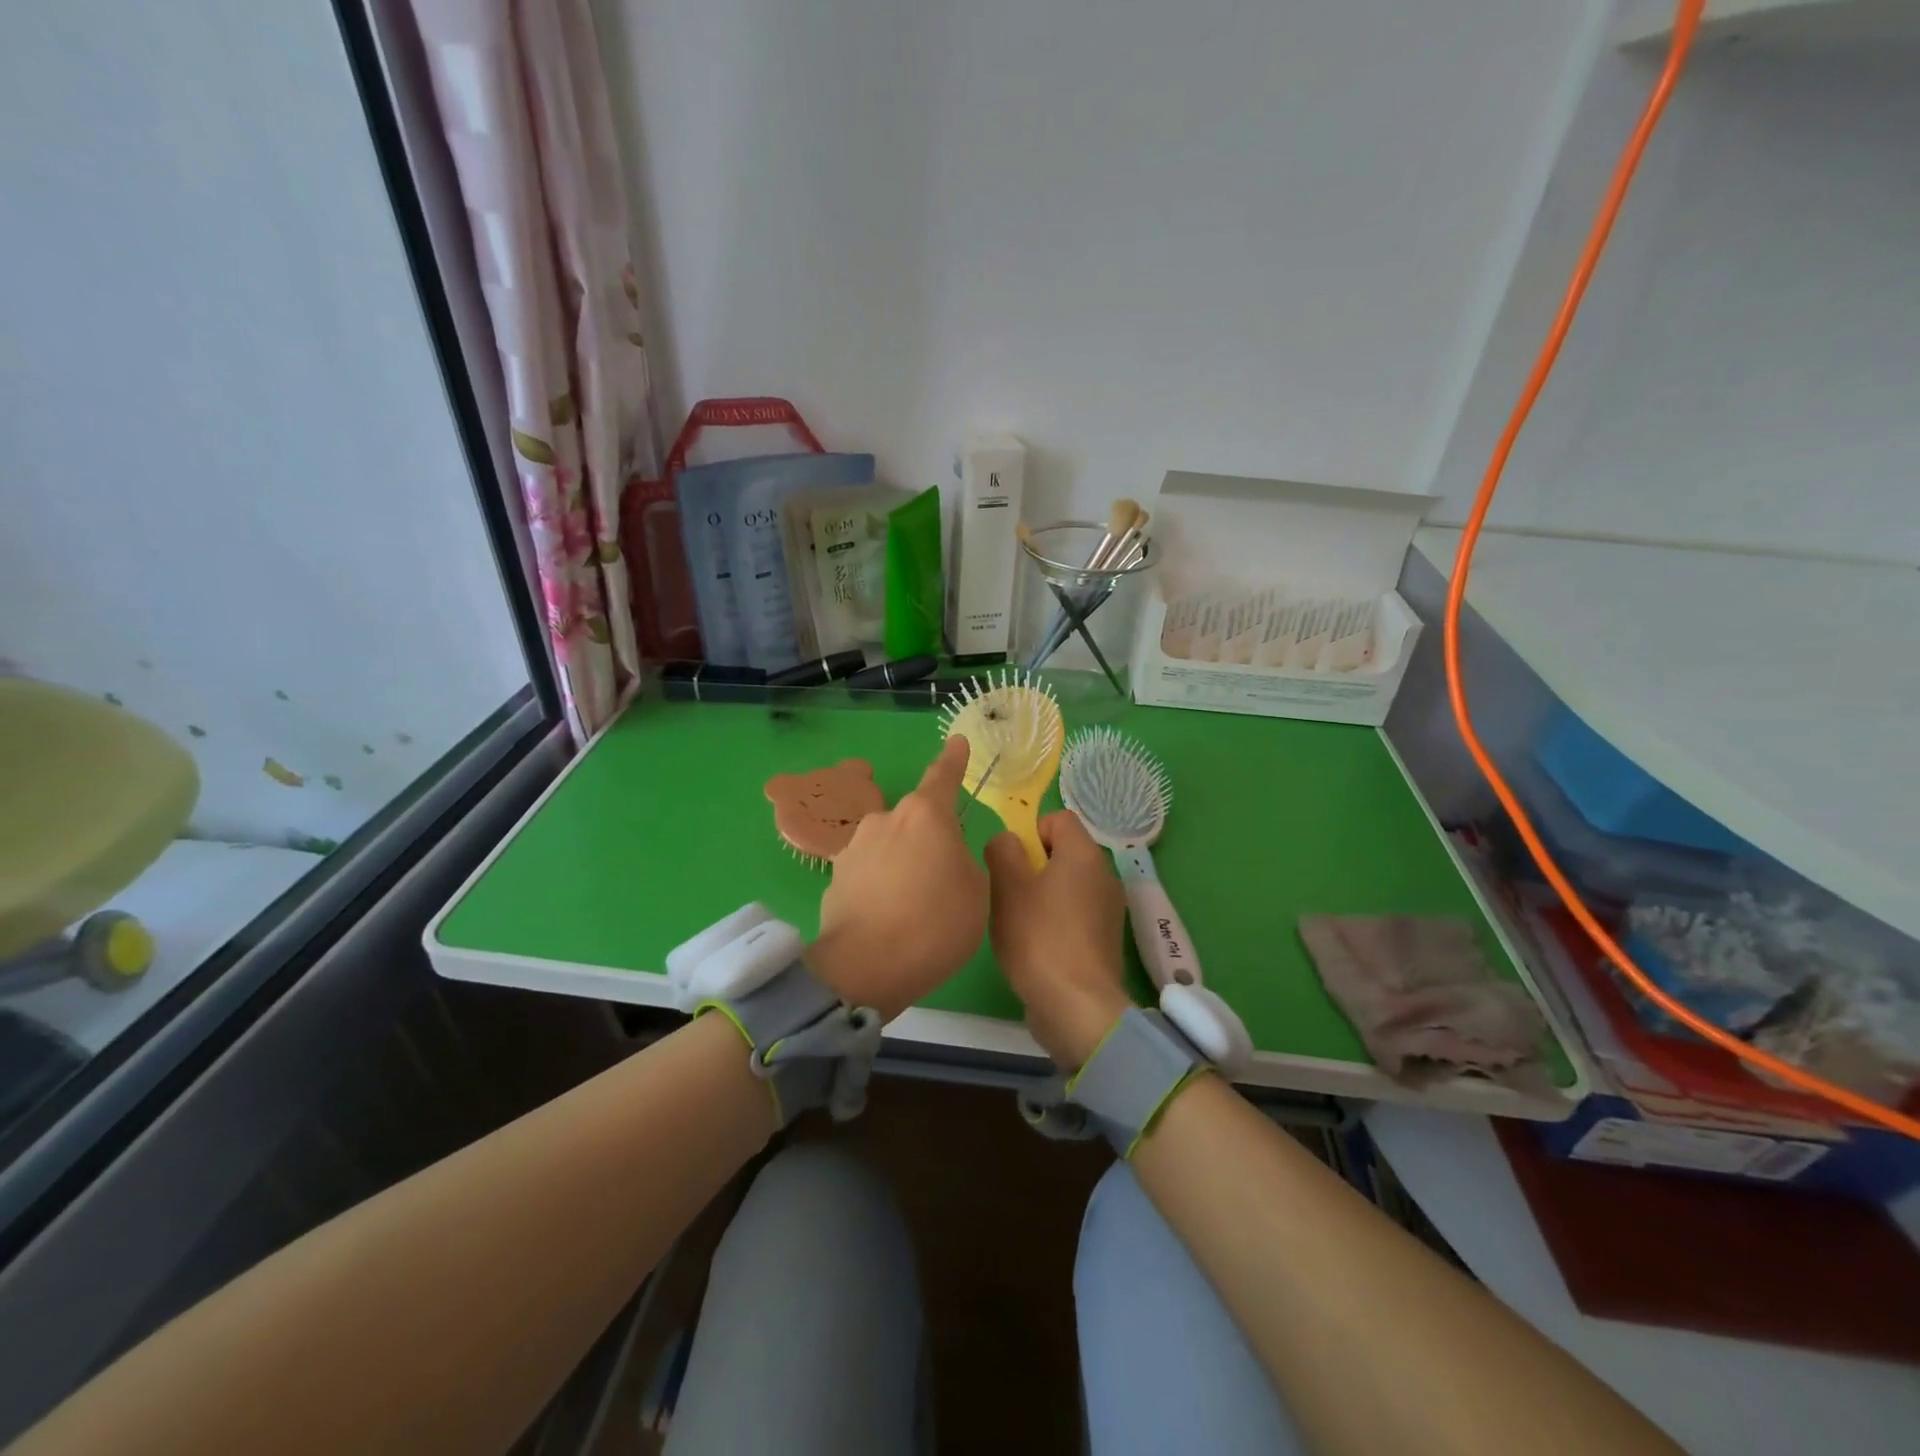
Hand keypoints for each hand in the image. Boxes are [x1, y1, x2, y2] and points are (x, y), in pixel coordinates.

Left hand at [807, 737, 987, 1020]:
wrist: (865, 967)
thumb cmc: (935, 924)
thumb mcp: (977, 894)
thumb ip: (967, 863)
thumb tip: (950, 856)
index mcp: (926, 815)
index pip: (943, 776)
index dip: (953, 760)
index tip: (957, 741)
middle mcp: (886, 819)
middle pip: (917, 820)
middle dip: (931, 840)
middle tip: (944, 880)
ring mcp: (855, 846)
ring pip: (891, 846)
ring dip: (904, 864)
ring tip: (913, 907)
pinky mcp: (835, 876)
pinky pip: (870, 872)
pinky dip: (881, 885)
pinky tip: (887, 918)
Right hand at [986, 810, 1132, 1065]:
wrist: (1077, 1008)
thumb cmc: (1039, 939)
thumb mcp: (1007, 887)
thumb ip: (1002, 851)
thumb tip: (1007, 841)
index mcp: (1084, 854)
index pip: (1058, 818)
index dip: (1030, 832)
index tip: (1012, 863)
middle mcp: (1104, 875)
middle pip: (1062, 852)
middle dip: (1031, 867)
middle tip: (1009, 895)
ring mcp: (1109, 909)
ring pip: (1067, 885)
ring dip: (1041, 896)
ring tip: (1019, 924)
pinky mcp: (1105, 939)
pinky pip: (1075, 914)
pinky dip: (1056, 922)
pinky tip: (1037, 948)